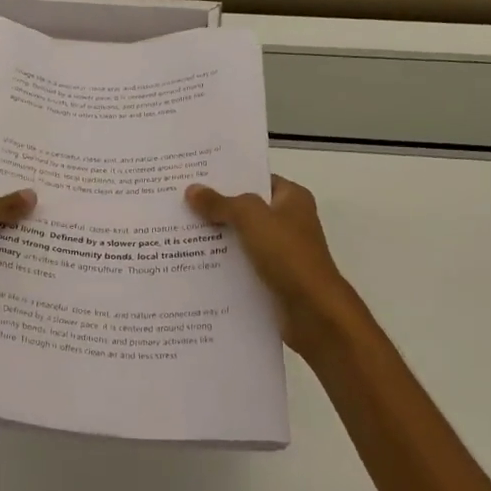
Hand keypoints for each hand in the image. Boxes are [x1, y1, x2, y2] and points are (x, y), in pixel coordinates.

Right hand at [186, 176, 371, 355]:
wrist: (314, 312)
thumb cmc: (288, 255)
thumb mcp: (251, 219)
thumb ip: (221, 203)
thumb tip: (192, 190)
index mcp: (292, 199)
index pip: (256, 179)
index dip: (228, 177)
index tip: (195, 177)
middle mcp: (288, 222)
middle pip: (245, 210)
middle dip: (215, 208)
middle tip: (177, 203)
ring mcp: (280, 252)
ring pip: (240, 239)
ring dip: (214, 239)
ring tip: (177, 233)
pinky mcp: (271, 278)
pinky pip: (241, 265)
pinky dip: (221, 265)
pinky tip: (192, 264)